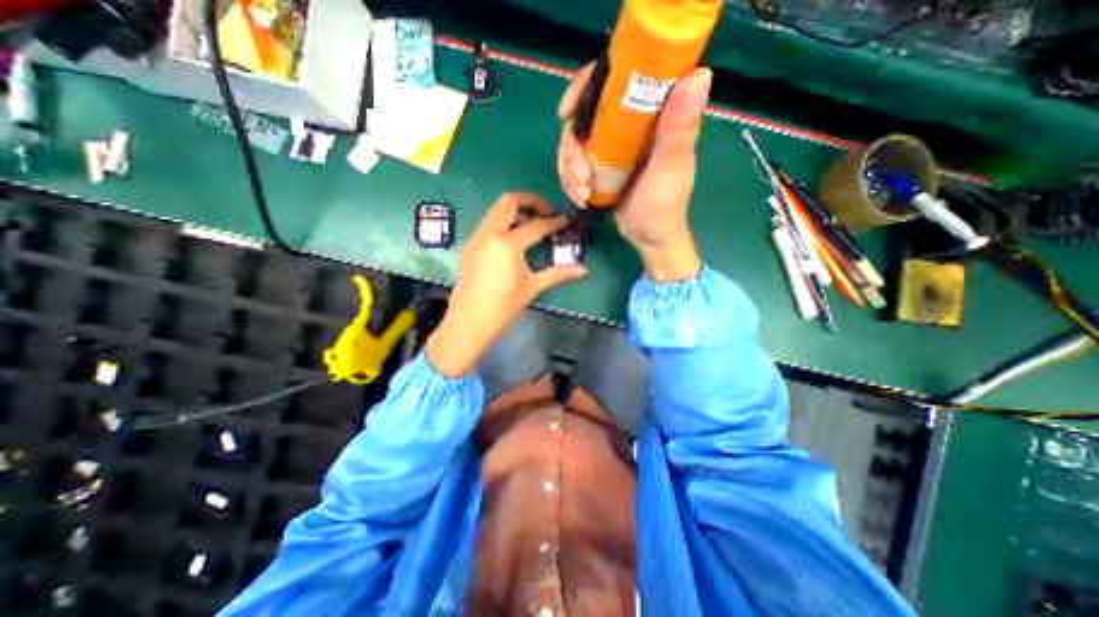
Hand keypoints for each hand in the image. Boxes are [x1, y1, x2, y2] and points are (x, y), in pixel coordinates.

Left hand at [424, 189, 587, 376]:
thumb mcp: (533, 286)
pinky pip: (488, 224)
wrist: (470, 320)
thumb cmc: (504, 305)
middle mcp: (489, 233)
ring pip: (496, 210)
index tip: (565, 221)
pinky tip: (513, 240)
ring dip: (515, 211)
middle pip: (509, 201)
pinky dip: (503, 222)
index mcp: (507, 243)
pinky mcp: (469, 245)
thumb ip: (558, 273)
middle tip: (546, 213)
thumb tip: (583, 270)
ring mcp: (476, 237)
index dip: (553, 222)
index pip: (536, 225)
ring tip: (532, 225)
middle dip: (530, 202)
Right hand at [560, 64, 712, 281]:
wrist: (650, 238)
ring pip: (575, 143)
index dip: (585, 87)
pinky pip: (574, 163)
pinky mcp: (601, 165)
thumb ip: (679, 128)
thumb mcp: (670, 168)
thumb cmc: (663, 206)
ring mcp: (612, 146)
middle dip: (572, 149)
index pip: (615, 79)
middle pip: (584, 116)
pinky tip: (580, 197)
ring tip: (581, 194)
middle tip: (580, 178)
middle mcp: (629, 124)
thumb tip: (700, 74)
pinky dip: (571, 180)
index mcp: (652, 113)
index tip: (566, 113)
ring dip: (569, 170)